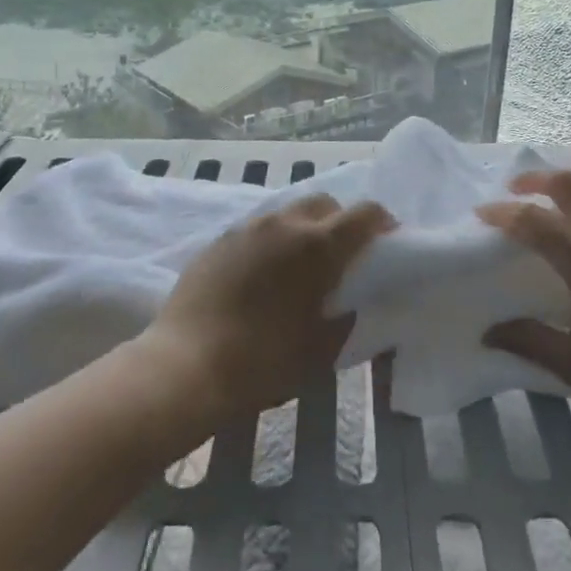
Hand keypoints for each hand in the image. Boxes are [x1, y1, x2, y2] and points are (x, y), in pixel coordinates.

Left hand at [140, 195, 392, 423]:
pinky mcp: (219, 240)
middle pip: (325, 203)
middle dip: (341, 221)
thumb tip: (348, 307)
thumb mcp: (318, 352)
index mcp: (318, 245)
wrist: (184, 367)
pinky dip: (272, 242)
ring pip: (288, 213)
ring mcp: (248, 228)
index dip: (382, 223)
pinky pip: (257, 230)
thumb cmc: (262, 362)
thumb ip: (343, 322)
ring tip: (299, 266)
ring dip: (304, 230)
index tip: (387, 242)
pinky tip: (263, 275)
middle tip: (342, 256)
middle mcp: (285, 224)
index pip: (365, 214)